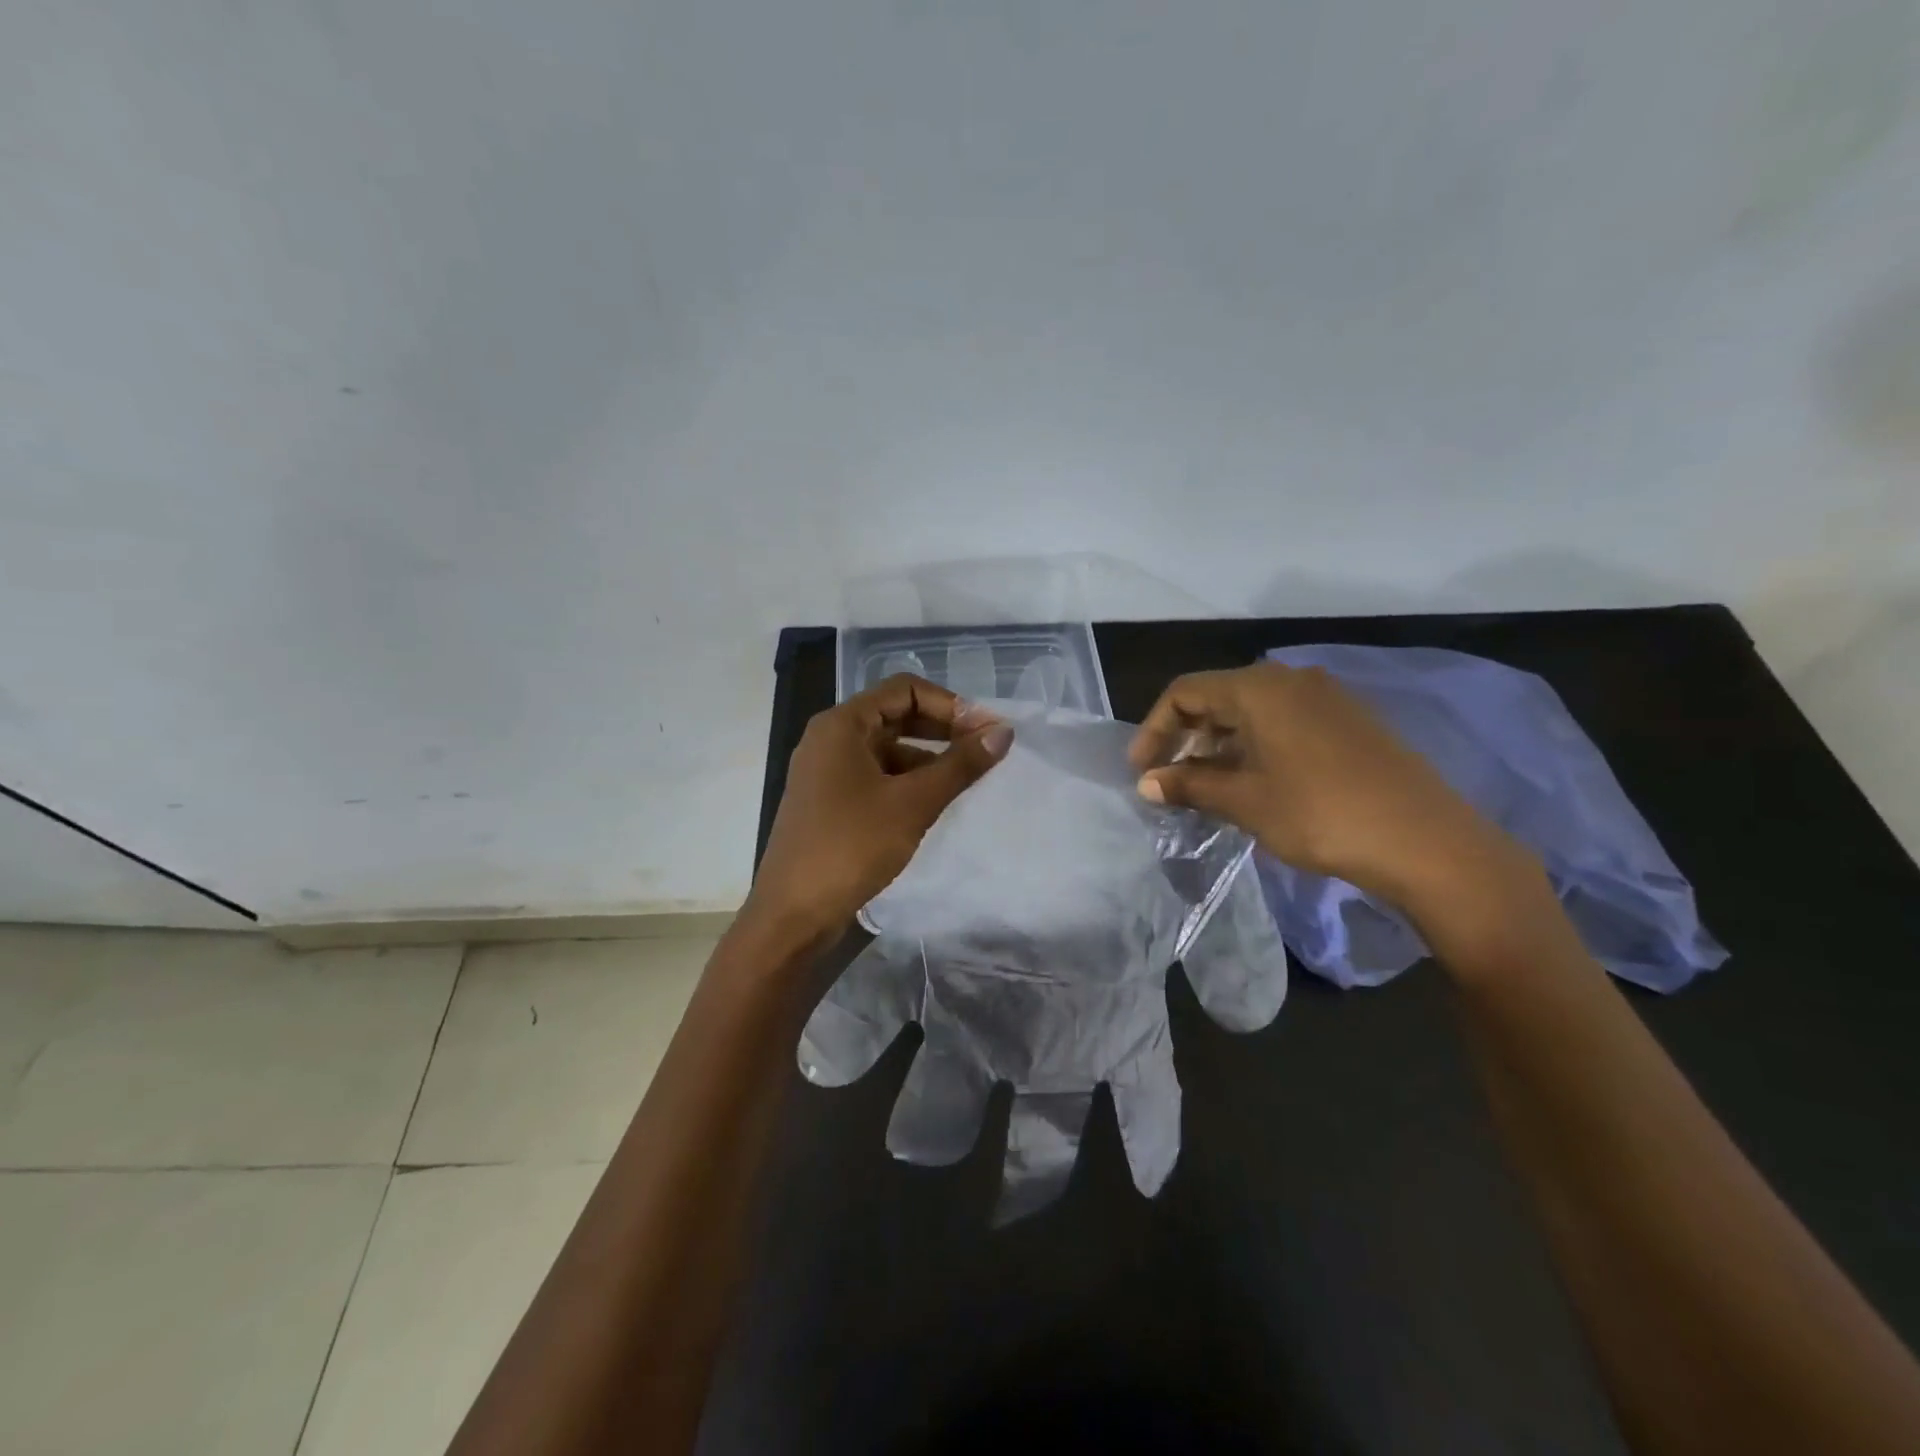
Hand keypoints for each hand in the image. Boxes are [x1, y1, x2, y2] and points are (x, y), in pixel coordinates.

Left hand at [747, 674, 1013, 943]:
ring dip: (928, 757)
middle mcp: (830, 739)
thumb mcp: (913, 803)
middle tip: (984, 749)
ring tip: (966, 779)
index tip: (985, 731)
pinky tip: (933, 802)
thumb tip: (1003, 732)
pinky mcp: (829, 802)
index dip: (950, 704)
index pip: (905, 690)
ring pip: (887, 749)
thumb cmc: (851, 847)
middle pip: (895, 715)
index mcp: (842, 725)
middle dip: (942, 728)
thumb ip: (960, 765)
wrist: (792, 914)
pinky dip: (907, 781)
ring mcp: (826, 772)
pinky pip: (876, 776)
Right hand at [1128, 663, 1525, 911]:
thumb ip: (1190, 785)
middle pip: (1218, 697)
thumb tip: (1147, 784)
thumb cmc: (1321, 814)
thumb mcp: (1245, 801)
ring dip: (1219, 745)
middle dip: (1185, 737)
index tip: (1141, 770)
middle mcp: (1291, 680)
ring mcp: (1326, 699)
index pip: (1185, 692)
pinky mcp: (1350, 723)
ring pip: (1252, 712)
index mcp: (1259, 688)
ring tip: (1205, 787)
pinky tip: (1253, 784)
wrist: (1427, 842)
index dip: (1154, 729)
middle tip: (1169, 780)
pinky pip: (1284, 723)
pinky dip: (1254, 747)